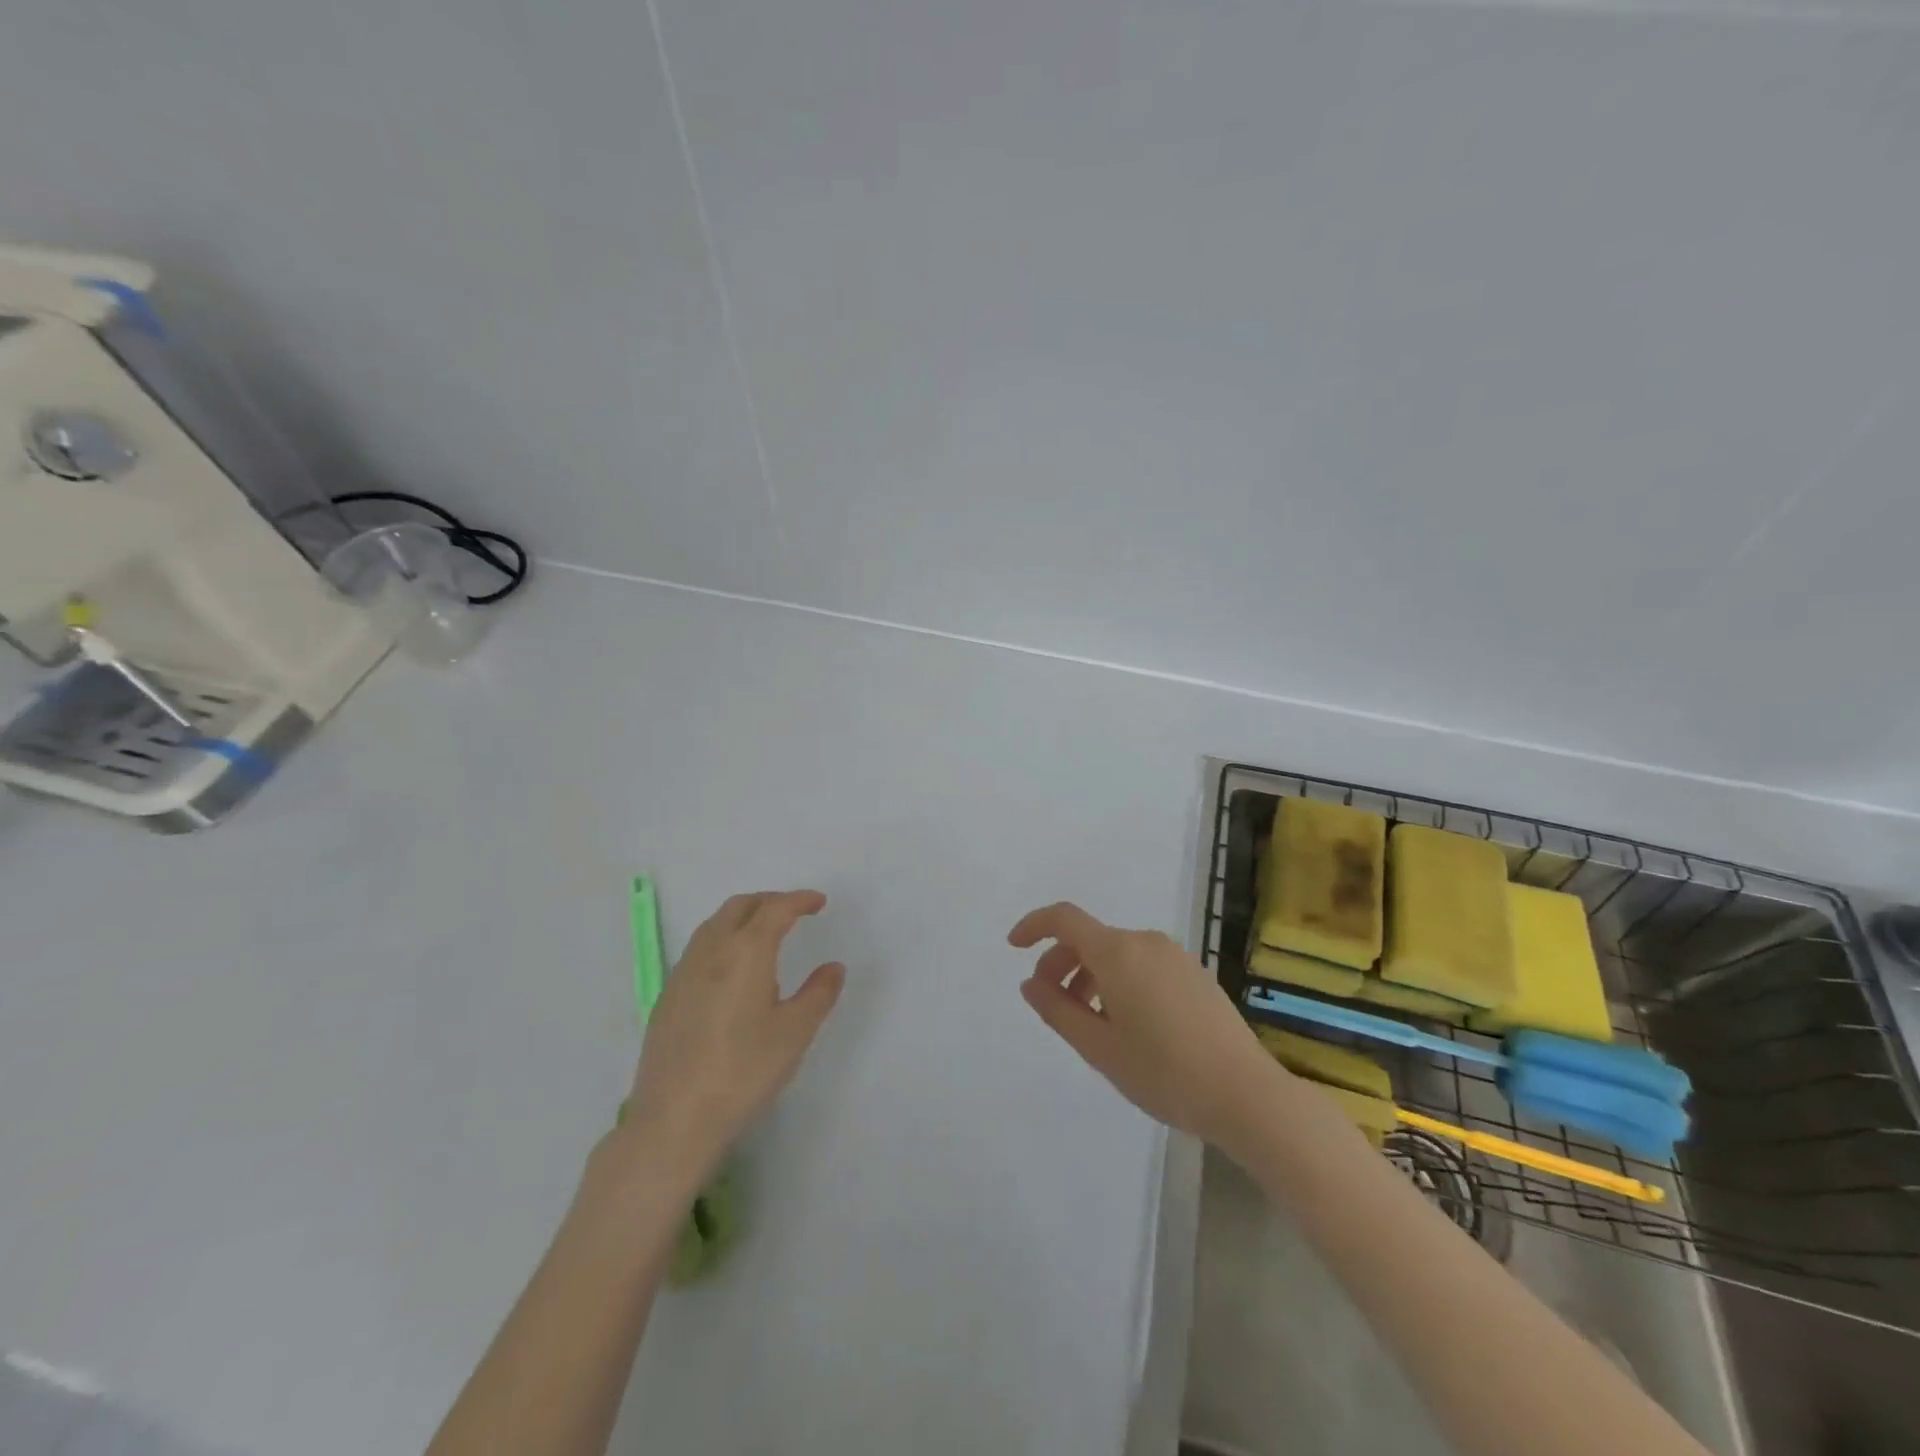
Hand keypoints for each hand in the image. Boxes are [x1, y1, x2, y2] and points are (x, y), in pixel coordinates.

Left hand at [624, 890, 844, 1179]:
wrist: (674, 1119)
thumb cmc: (743, 1071)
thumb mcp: (795, 1033)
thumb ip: (818, 994)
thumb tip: (833, 967)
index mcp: (746, 952)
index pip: (775, 909)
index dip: (799, 900)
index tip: (819, 902)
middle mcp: (711, 951)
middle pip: (740, 907)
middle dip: (770, 901)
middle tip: (794, 912)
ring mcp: (683, 973)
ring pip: (714, 925)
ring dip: (743, 917)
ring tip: (765, 935)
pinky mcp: (668, 996)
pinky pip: (699, 949)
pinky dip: (723, 940)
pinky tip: (732, 971)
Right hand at [1010, 901, 1283, 1151]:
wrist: (1246, 1094)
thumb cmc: (1164, 1073)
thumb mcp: (1099, 1048)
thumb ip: (1057, 1010)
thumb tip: (1030, 983)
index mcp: (1118, 952)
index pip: (1064, 919)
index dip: (1033, 926)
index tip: (1013, 948)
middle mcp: (1146, 942)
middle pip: (1090, 938)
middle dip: (1060, 963)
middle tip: (1051, 1005)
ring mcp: (1175, 956)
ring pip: (1116, 953)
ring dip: (1090, 976)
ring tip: (1090, 1023)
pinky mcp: (1195, 973)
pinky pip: (1142, 964)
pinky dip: (1119, 981)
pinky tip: (1128, 1024)